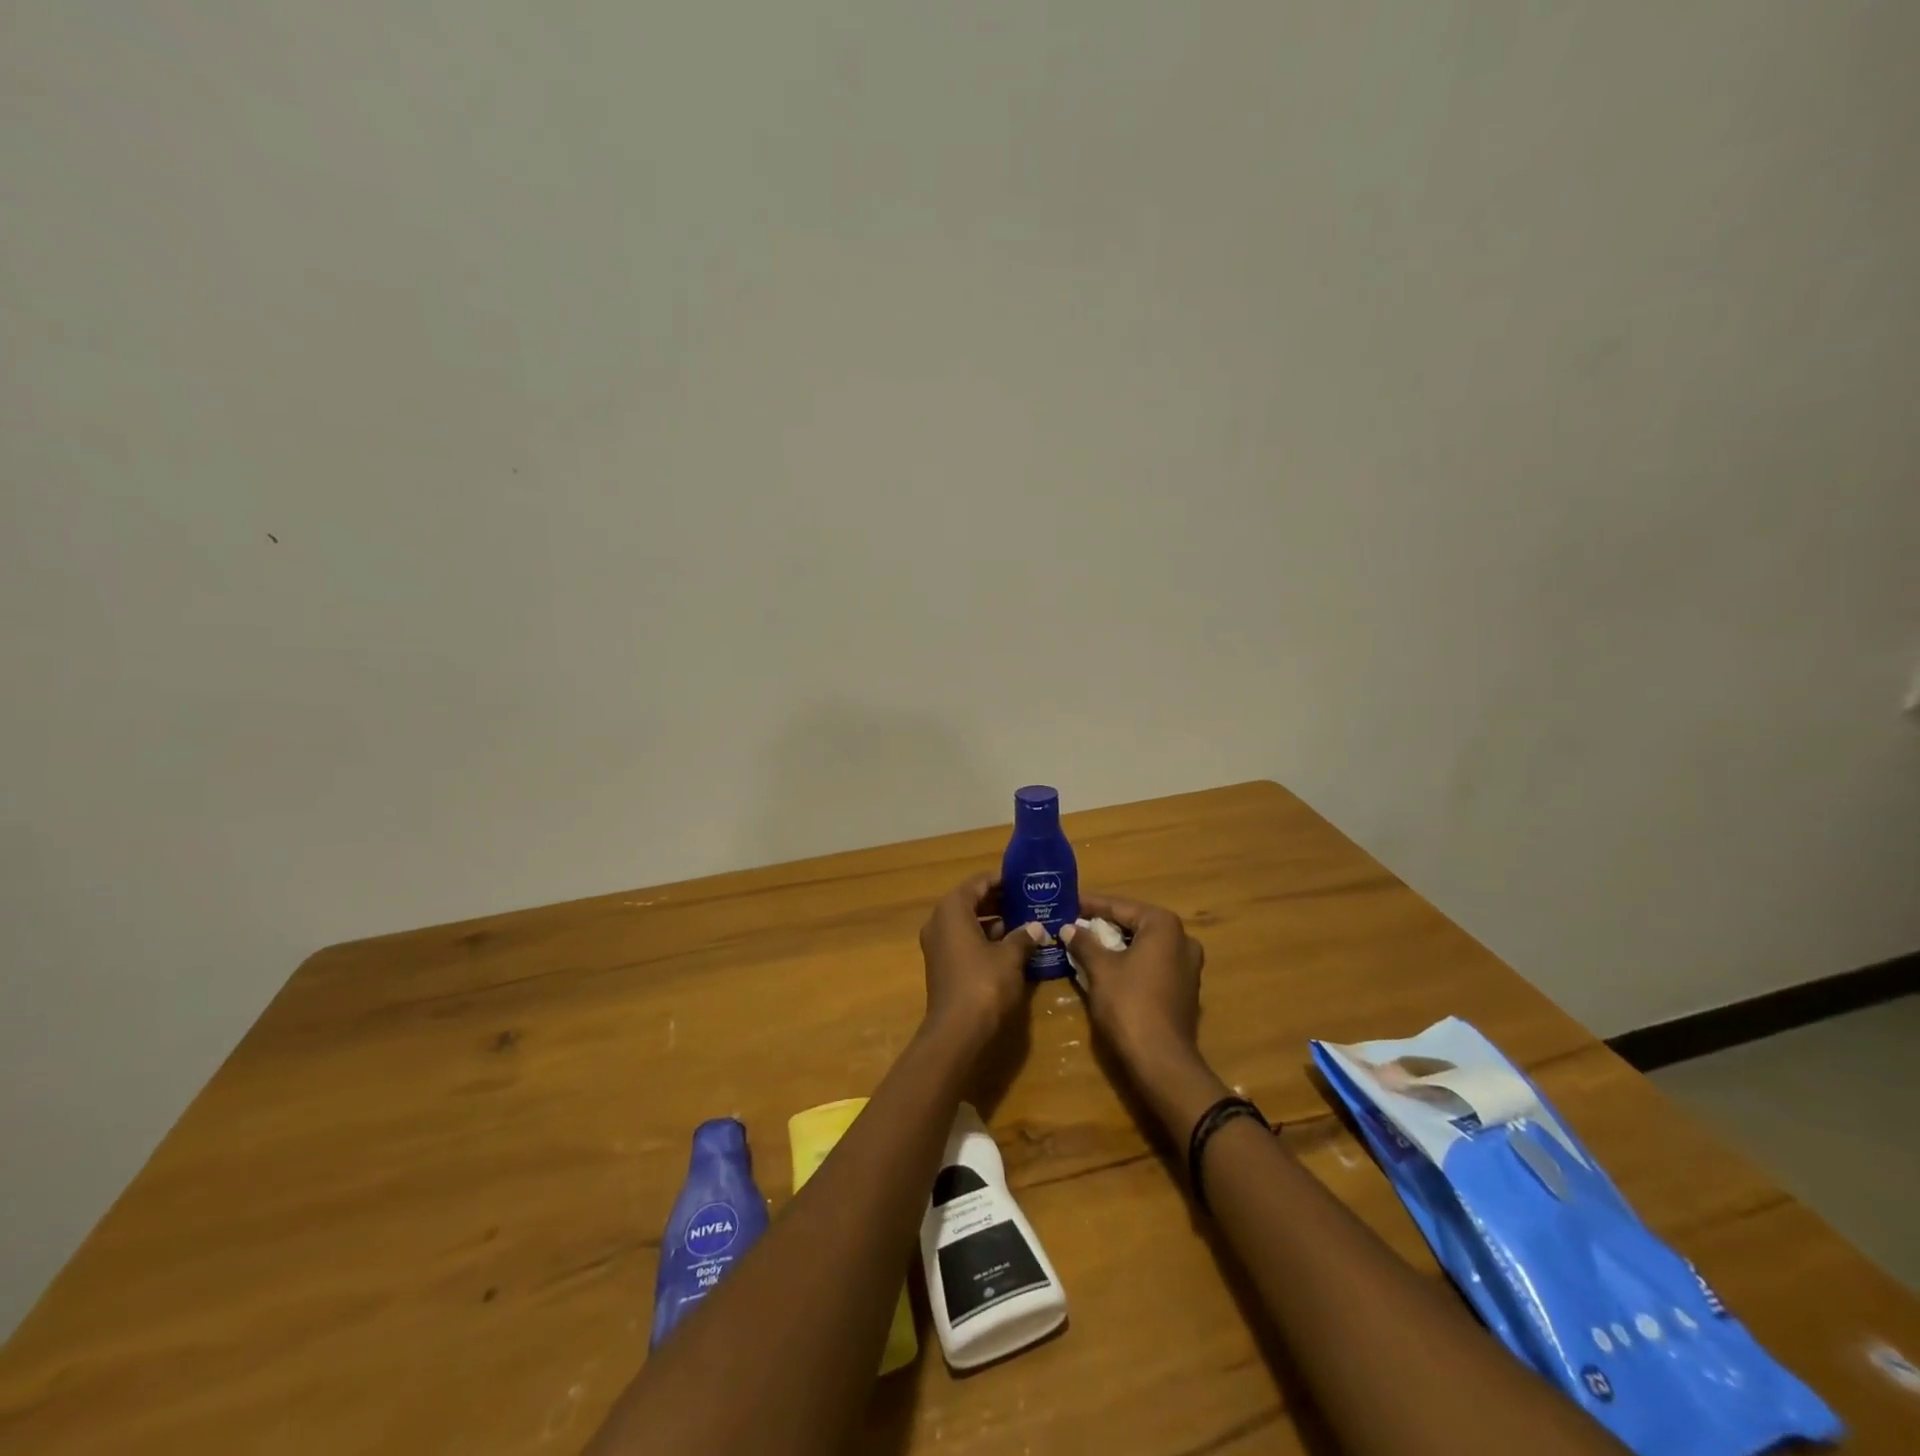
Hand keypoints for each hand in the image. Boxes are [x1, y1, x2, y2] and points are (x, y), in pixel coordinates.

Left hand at [917, 875, 1042, 1047]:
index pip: (978, 883)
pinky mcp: (943, 965)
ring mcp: (938, 945)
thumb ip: (1023, 936)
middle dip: (1000, 900)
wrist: (957, 1031)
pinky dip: (986, 939)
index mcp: (952, 910)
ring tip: (1026, 921)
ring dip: (995, 921)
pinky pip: (965, 941)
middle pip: (971, 901)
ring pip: (969, 922)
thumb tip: (1037, 927)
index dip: (1002, 879)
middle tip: (1030, 900)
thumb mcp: (1010, 956)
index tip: (1025, 880)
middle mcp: (939, 922)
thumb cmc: (984, 984)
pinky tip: (1013, 946)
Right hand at [1061, 894, 1216, 1126]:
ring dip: (1117, 944)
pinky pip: (1152, 964)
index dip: (1091, 905)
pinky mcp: (1184, 989)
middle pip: (1135, 923)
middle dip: (1104, 924)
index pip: (1120, 906)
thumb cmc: (1129, 1004)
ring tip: (1086, 943)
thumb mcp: (1100, 969)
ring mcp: (1188, 966)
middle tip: (1074, 923)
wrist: (1161, 1061)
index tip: (1068, 903)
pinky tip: (1107, 967)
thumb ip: (1084, 942)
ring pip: (1144, 945)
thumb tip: (1068, 928)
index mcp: (1164, 926)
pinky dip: (1131, 961)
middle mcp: (1182, 939)